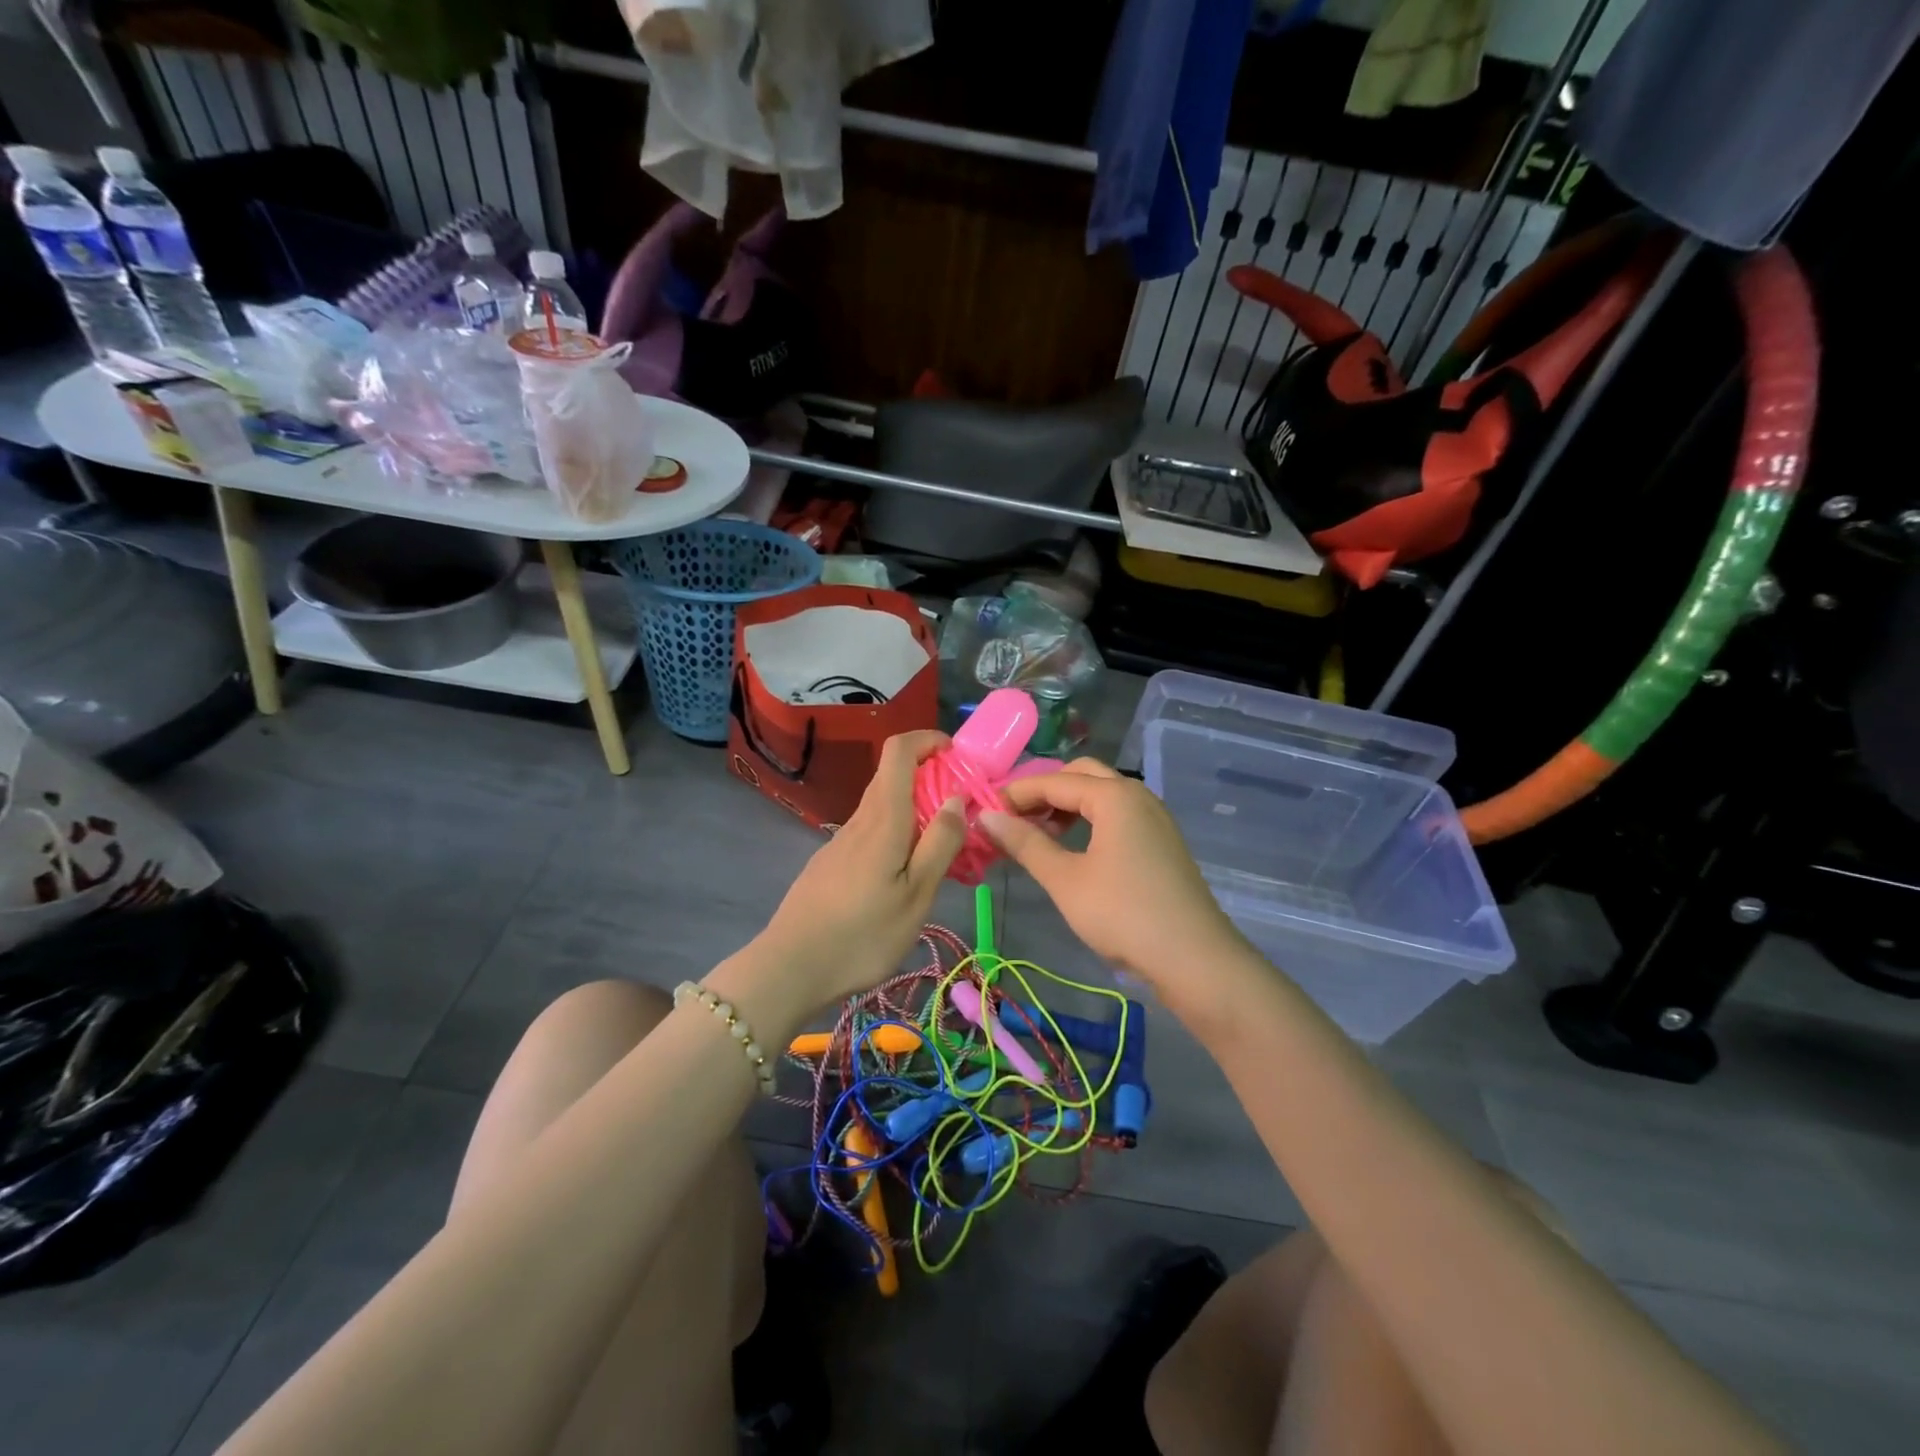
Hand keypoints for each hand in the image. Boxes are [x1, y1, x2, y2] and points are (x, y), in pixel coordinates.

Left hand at [712, 731, 966, 1033]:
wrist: (791, 968)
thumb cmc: (862, 934)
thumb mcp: (916, 895)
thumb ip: (940, 844)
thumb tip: (957, 798)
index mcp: (883, 819)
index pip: (898, 751)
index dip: (927, 740)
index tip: (955, 756)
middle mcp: (859, 820)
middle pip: (892, 777)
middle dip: (930, 779)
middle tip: (962, 813)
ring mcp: (840, 842)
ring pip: (882, 808)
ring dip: (915, 812)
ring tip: (941, 853)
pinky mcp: (831, 863)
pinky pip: (870, 833)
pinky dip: (896, 835)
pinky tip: (903, 877)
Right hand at [980, 760, 1246, 1002]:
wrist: (1194, 958)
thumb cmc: (1123, 914)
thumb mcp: (1065, 880)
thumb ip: (1025, 843)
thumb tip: (987, 817)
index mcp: (1114, 795)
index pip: (1053, 780)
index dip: (1016, 794)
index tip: (985, 814)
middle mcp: (1137, 795)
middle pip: (1081, 775)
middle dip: (1044, 791)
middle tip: (1015, 820)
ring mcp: (1154, 817)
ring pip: (1102, 794)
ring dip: (1068, 805)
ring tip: (1039, 836)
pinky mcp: (1162, 840)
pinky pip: (1118, 814)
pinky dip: (1090, 820)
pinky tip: (1075, 850)